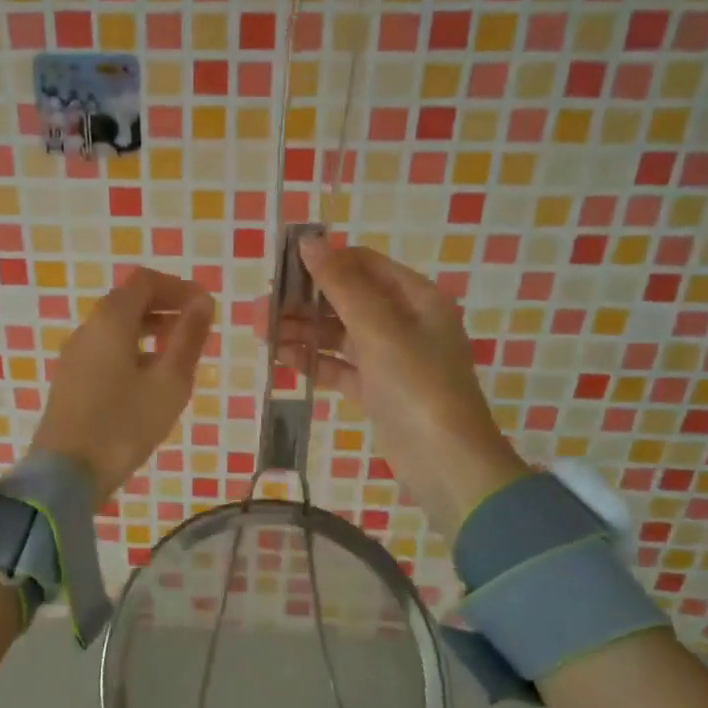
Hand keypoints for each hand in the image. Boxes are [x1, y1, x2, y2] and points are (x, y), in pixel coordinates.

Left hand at [30, 268, 214, 504]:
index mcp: (111, 320)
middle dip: (164, 306)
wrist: (65, 474)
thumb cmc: (124, 425)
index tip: (204, 306)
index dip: (178, 286)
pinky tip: (149, 379)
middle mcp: (88, 328)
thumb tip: (203, 300)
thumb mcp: (169, 382)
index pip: (145, 281)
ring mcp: (74, 354)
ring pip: (116, 326)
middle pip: (128, 300)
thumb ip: (188, 337)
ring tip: (178, 353)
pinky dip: (132, 348)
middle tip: (196, 328)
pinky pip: (105, 348)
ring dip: (149, 328)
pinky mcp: (70, 379)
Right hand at [266, 237, 528, 539]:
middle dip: (303, 302)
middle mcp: (405, 322)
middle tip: (259, 311)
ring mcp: (392, 358)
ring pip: (339, 333)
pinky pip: (340, 365)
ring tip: (261, 335)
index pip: (363, 264)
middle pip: (346, 299)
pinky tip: (281, 359)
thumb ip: (341, 284)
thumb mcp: (379, 329)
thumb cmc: (417, 387)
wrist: (448, 467)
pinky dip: (313, 361)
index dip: (322, 263)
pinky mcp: (378, 390)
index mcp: (416, 298)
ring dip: (302, 331)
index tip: (279, 271)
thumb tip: (309, 240)